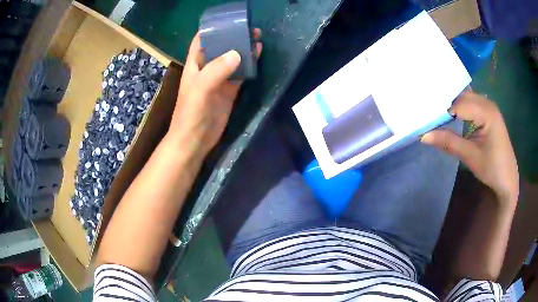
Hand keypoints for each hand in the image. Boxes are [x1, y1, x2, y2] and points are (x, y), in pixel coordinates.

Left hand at [169, 29, 262, 156]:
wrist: (195, 140)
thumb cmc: (191, 113)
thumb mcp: (200, 89)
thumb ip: (217, 70)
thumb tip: (238, 53)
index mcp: (195, 64)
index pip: (201, 40)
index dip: (212, 29)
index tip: (228, 21)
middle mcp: (207, 69)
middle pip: (221, 47)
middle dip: (234, 37)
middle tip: (251, 29)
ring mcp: (219, 80)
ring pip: (233, 60)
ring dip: (244, 50)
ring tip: (258, 39)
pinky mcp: (229, 91)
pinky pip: (241, 75)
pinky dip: (249, 66)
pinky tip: (258, 58)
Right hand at [421, 91, 518, 204]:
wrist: (508, 179)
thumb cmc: (492, 169)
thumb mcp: (470, 156)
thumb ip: (449, 142)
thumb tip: (423, 135)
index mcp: (487, 112)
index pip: (459, 104)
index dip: (442, 111)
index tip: (426, 120)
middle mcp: (488, 103)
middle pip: (462, 96)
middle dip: (446, 103)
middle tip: (428, 114)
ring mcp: (489, 106)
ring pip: (465, 97)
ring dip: (452, 104)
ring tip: (437, 113)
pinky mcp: (488, 112)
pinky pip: (471, 103)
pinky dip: (460, 107)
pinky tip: (452, 114)